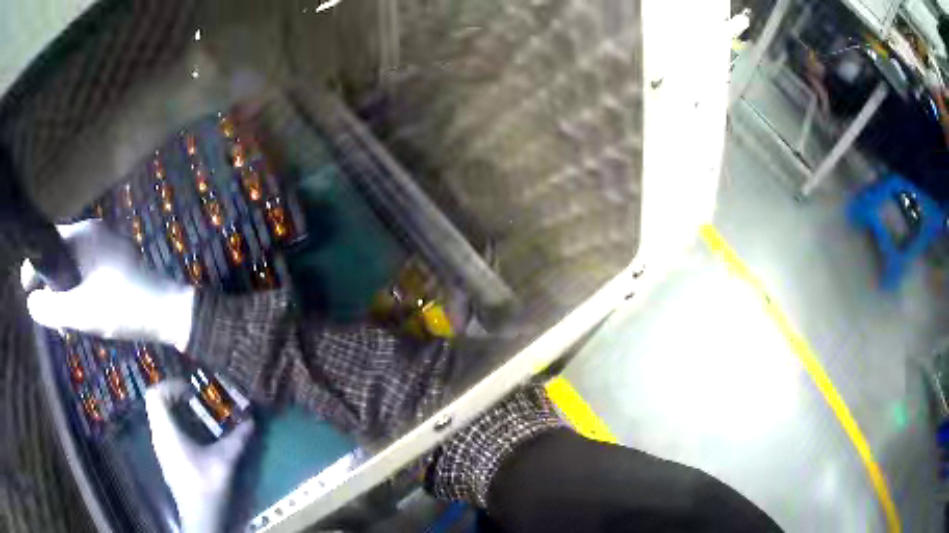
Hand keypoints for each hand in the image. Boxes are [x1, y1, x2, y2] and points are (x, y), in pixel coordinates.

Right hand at [21, 220, 194, 349]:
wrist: (167, 312)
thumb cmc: (121, 308)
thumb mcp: (79, 313)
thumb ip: (50, 309)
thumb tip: (30, 304)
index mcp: (83, 235)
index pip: (48, 243)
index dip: (34, 267)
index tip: (27, 291)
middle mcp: (94, 233)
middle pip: (59, 256)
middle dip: (51, 288)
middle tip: (51, 319)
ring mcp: (107, 245)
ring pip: (73, 268)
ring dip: (65, 295)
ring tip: (66, 327)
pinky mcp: (116, 261)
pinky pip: (87, 273)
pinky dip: (79, 293)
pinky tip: (82, 318)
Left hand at [145, 379, 253, 532]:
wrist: (199, 517)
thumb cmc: (208, 487)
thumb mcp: (225, 462)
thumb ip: (237, 440)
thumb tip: (251, 421)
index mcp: (167, 433)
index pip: (155, 396)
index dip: (171, 387)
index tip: (191, 393)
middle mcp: (159, 435)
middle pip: (156, 403)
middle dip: (175, 396)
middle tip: (196, 401)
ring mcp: (160, 446)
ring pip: (159, 416)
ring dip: (177, 411)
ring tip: (199, 417)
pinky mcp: (165, 455)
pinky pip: (165, 428)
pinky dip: (177, 424)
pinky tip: (197, 437)